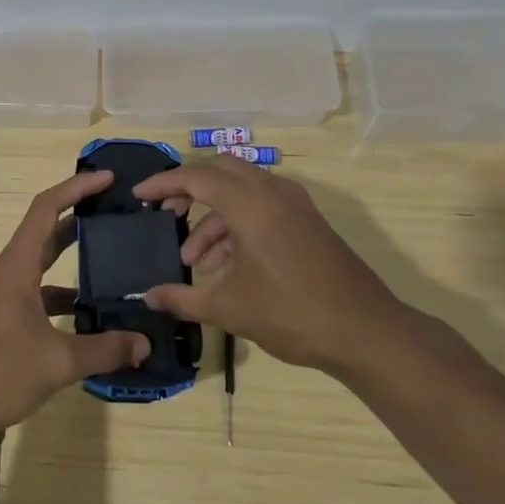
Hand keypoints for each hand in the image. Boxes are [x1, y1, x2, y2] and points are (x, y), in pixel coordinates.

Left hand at [0, 170, 151, 436]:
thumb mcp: (57, 362)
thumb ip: (103, 350)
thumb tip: (144, 344)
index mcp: (17, 267)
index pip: (46, 209)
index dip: (76, 188)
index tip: (107, 178)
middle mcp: (7, 275)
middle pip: (45, 234)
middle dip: (79, 220)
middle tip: (115, 216)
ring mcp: (0, 300)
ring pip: (41, 270)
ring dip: (71, 265)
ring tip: (111, 269)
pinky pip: (36, 299)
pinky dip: (60, 302)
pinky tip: (85, 321)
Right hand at [132, 158, 397, 376]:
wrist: (366, 332)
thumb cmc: (291, 314)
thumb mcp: (228, 308)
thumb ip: (182, 298)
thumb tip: (147, 296)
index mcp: (250, 203)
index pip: (196, 177)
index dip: (163, 184)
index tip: (138, 196)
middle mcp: (272, 192)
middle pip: (220, 171)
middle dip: (188, 189)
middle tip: (166, 213)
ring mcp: (295, 204)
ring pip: (241, 191)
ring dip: (213, 216)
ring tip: (193, 260)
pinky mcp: (308, 221)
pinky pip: (262, 206)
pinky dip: (237, 224)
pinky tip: (226, 266)